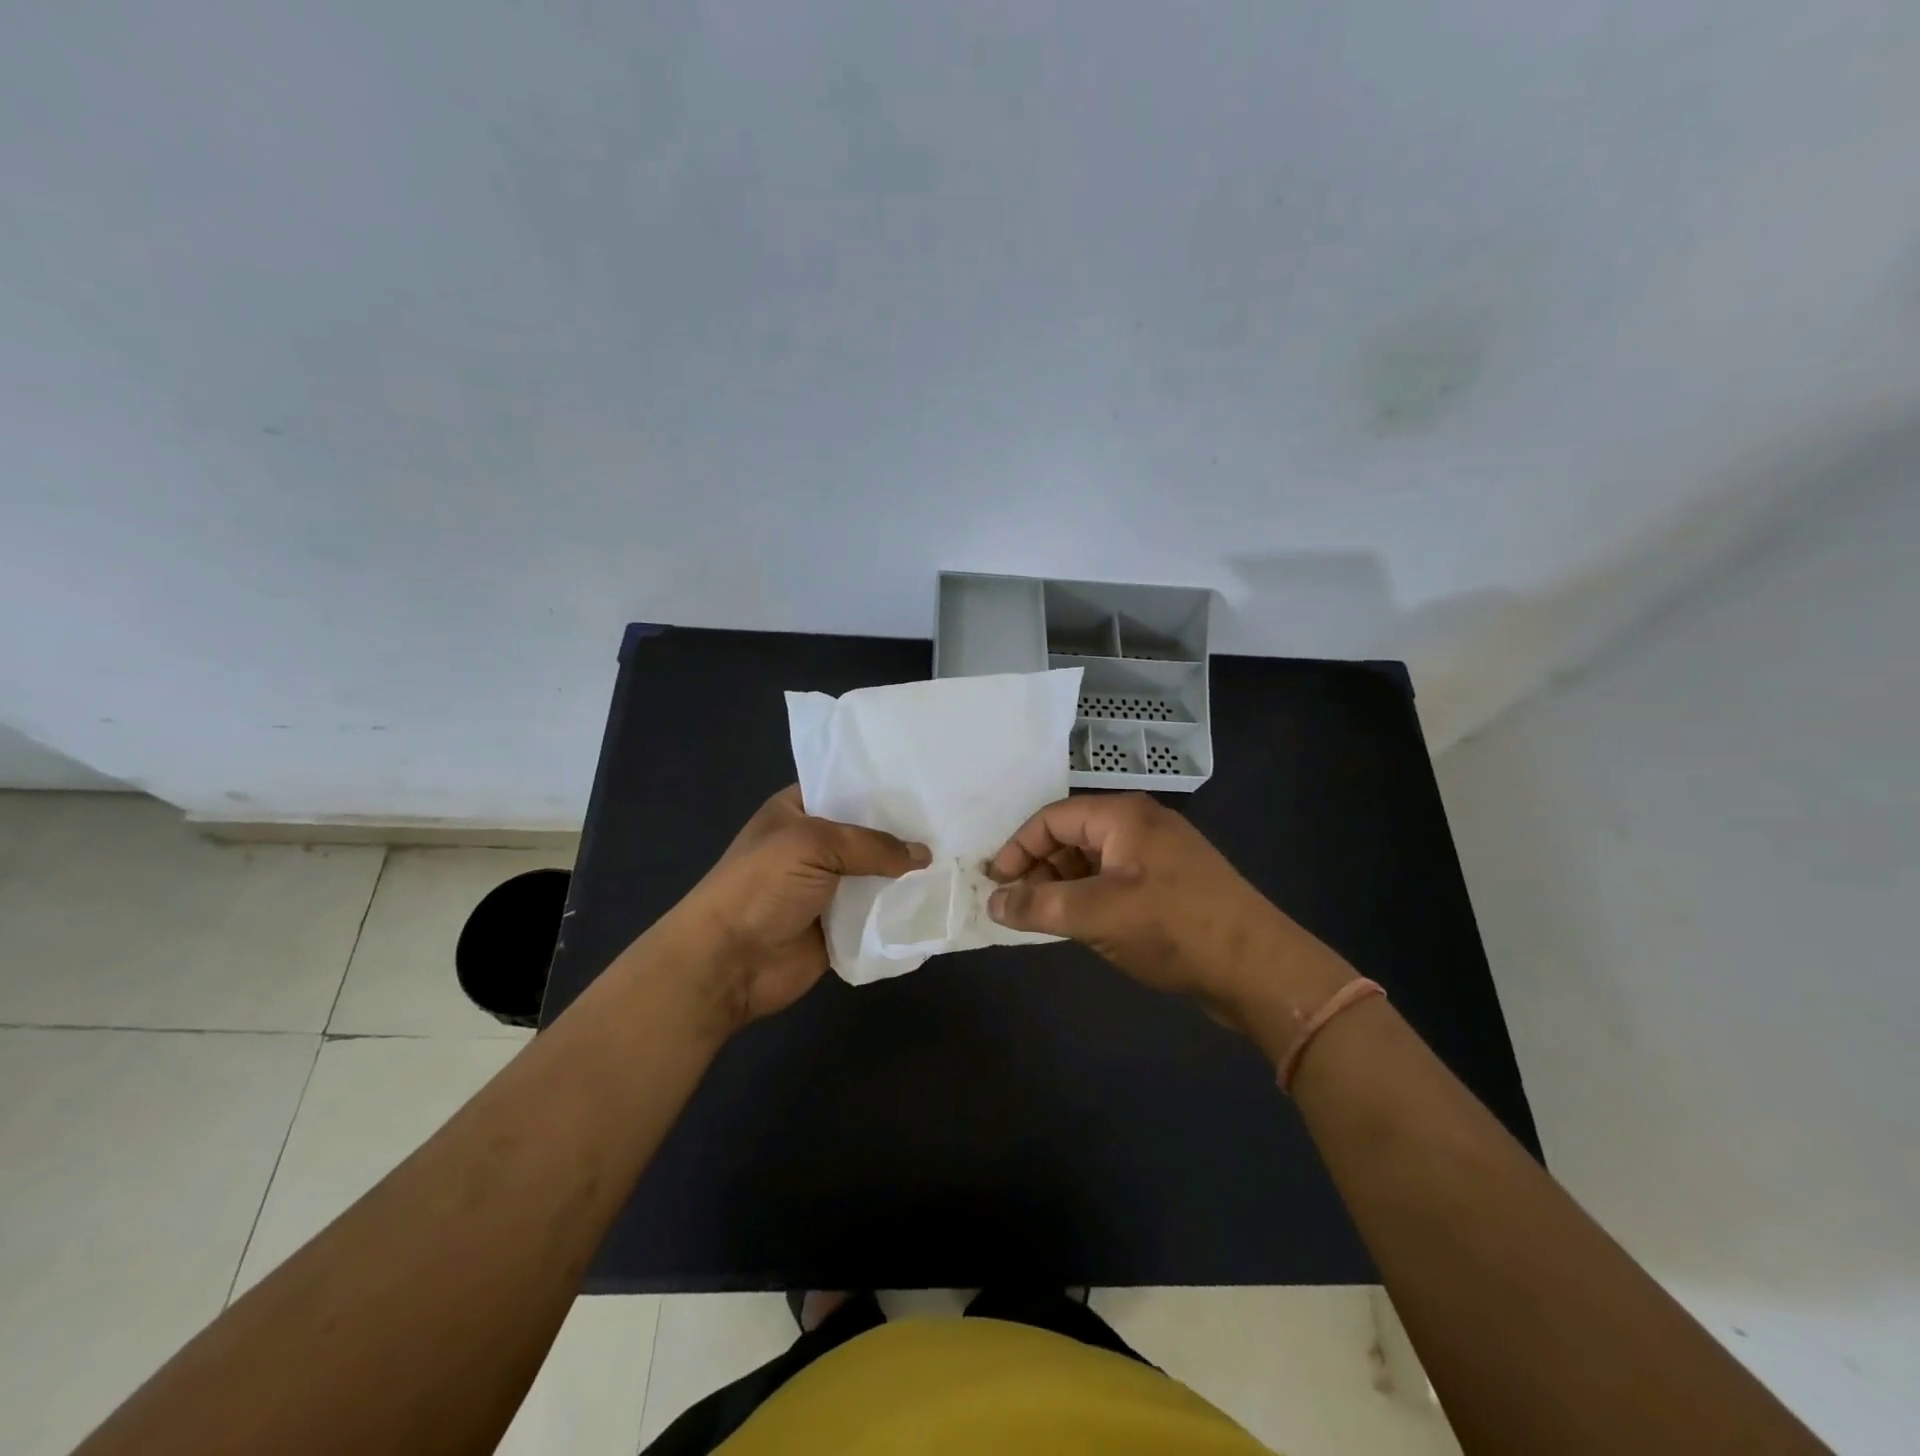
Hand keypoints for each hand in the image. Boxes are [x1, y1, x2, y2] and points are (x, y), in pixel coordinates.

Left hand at [657, 786, 929, 1033]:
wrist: (728, 962)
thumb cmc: (761, 886)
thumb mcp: (813, 844)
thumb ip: (872, 845)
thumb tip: (925, 855)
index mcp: (800, 810)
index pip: (849, 787)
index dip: (886, 787)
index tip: (930, 783)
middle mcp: (816, 844)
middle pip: (871, 833)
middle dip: (907, 832)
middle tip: (956, 822)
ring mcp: (829, 887)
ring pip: (879, 874)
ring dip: (909, 874)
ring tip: (960, 859)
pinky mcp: (841, 926)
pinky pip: (879, 913)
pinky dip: (902, 910)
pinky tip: (940, 899)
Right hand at [985, 793, 1352, 1050]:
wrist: (1259, 968)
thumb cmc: (1171, 928)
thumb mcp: (1095, 915)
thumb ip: (1037, 906)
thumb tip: (992, 903)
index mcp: (1122, 816)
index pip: (1051, 819)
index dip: (1017, 849)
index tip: (993, 884)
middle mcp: (1140, 824)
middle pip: (1072, 835)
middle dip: (1039, 868)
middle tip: (1017, 905)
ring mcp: (1160, 854)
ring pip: (1094, 859)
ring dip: (1063, 884)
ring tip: (1044, 918)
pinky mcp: (1172, 883)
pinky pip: (1116, 879)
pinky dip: (1090, 896)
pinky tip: (1080, 924)